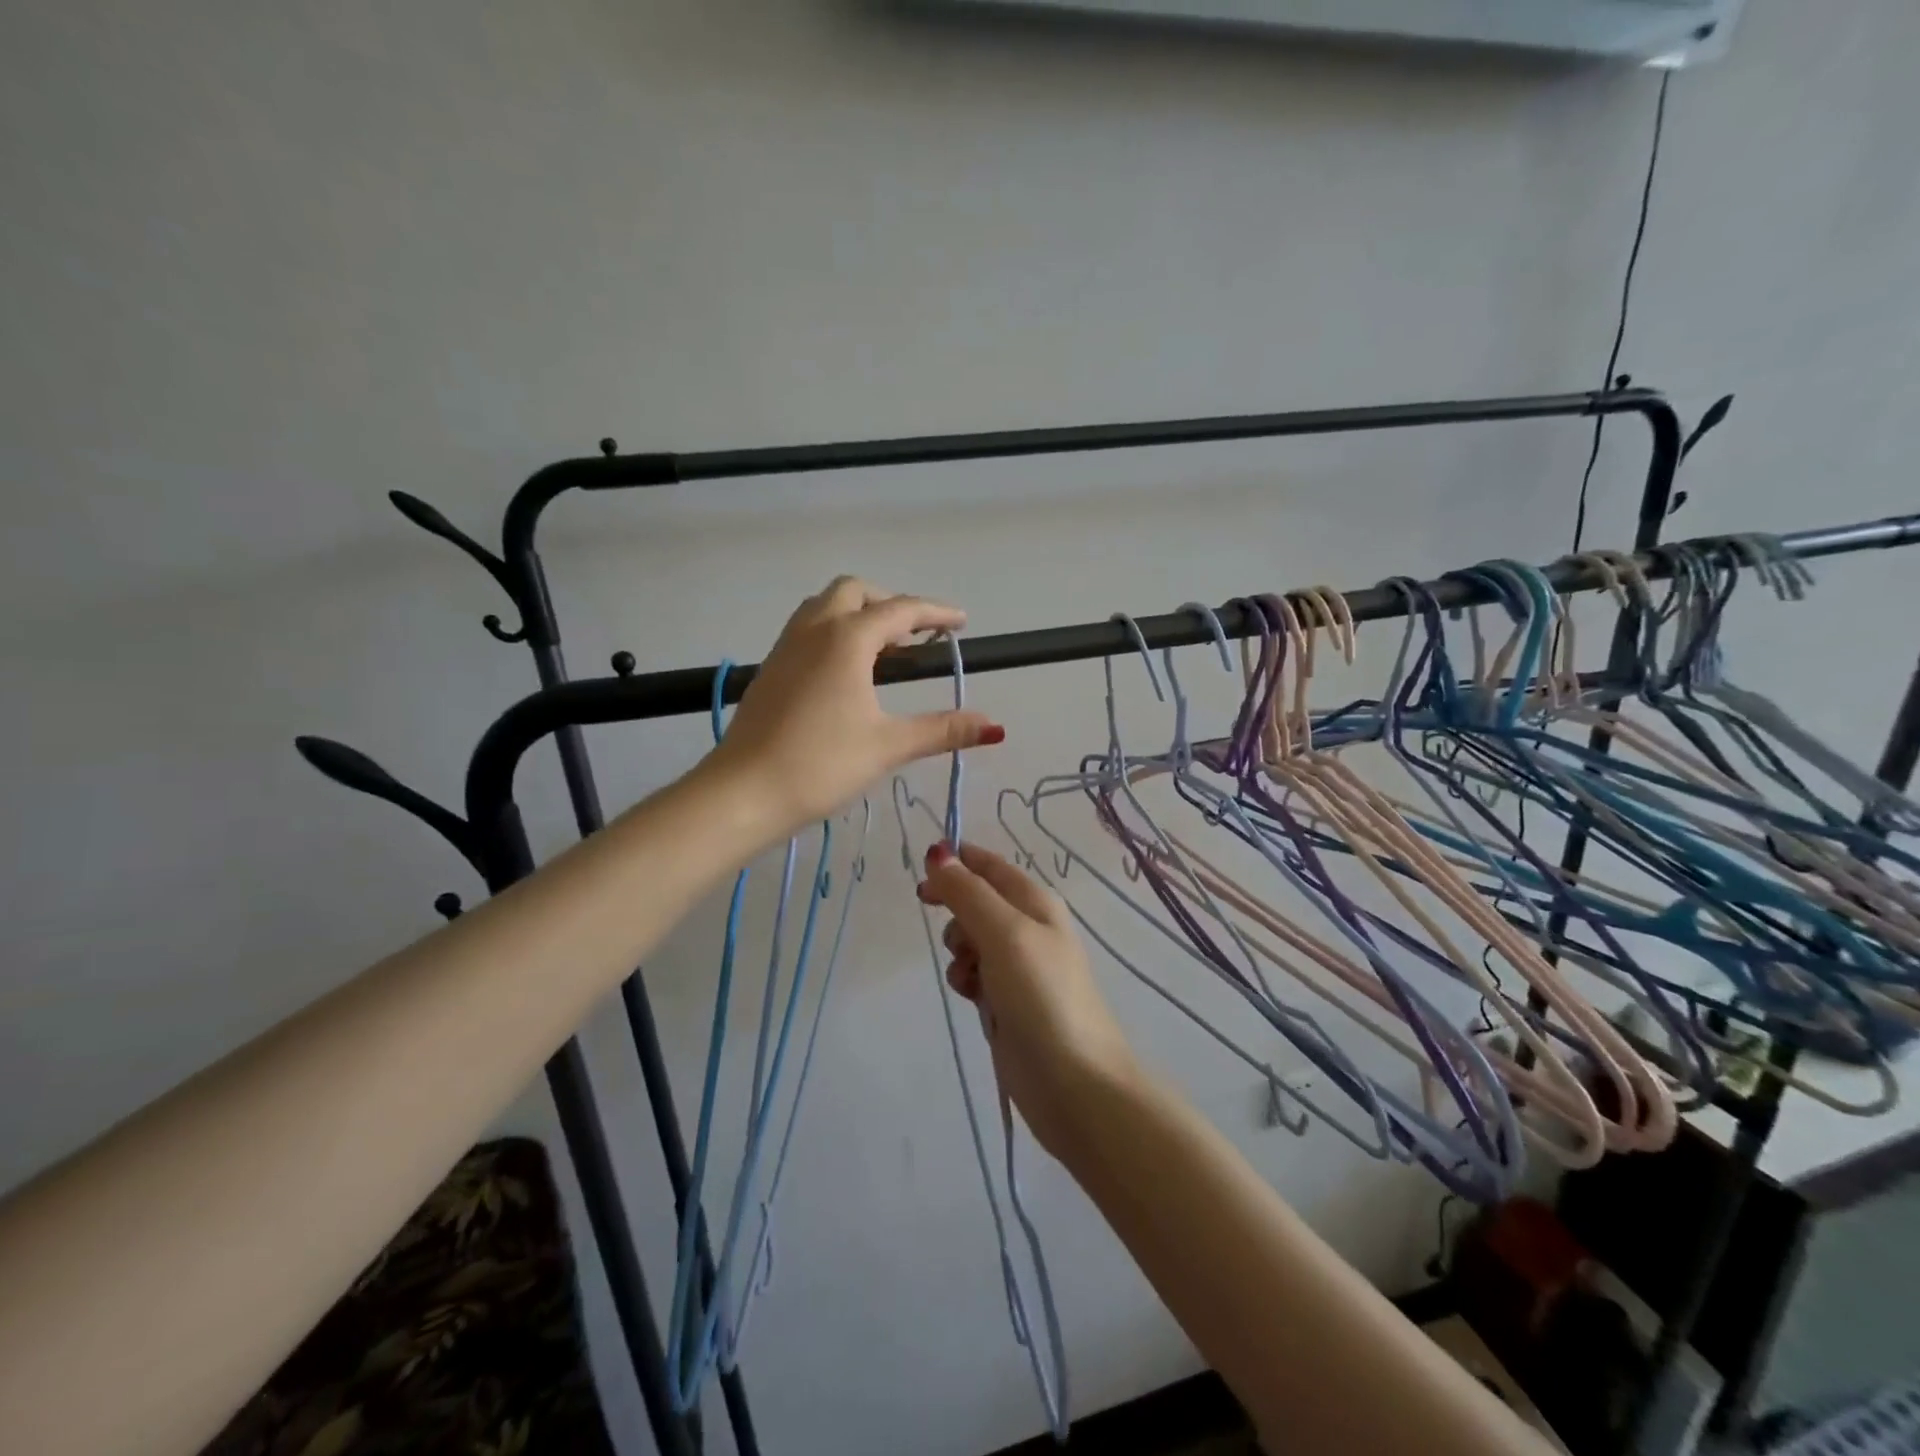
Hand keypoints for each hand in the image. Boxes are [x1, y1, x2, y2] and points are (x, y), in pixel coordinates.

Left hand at [703, 577, 1003, 843]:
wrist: (743, 792)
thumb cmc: (821, 764)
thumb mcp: (888, 745)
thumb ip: (942, 730)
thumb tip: (994, 727)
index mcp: (847, 639)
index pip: (901, 610)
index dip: (936, 613)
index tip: (962, 623)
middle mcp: (814, 630)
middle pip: (856, 592)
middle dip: (891, 604)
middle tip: (917, 637)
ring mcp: (785, 647)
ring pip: (825, 606)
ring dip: (858, 614)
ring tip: (884, 652)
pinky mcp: (770, 669)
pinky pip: (807, 630)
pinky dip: (835, 632)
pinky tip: (846, 674)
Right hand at [917, 842, 1140, 1157]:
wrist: (1073, 1080)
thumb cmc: (1041, 995)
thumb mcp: (1004, 933)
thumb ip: (968, 892)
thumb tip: (939, 852)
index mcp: (1035, 901)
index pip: (988, 865)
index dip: (955, 863)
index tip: (923, 878)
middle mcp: (1028, 927)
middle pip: (975, 901)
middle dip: (956, 915)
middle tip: (957, 940)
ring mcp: (1018, 966)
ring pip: (970, 940)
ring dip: (959, 952)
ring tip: (970, 975)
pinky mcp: (1008, 1000)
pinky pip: (974, 974)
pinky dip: (966, 980)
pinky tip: (970, 997)